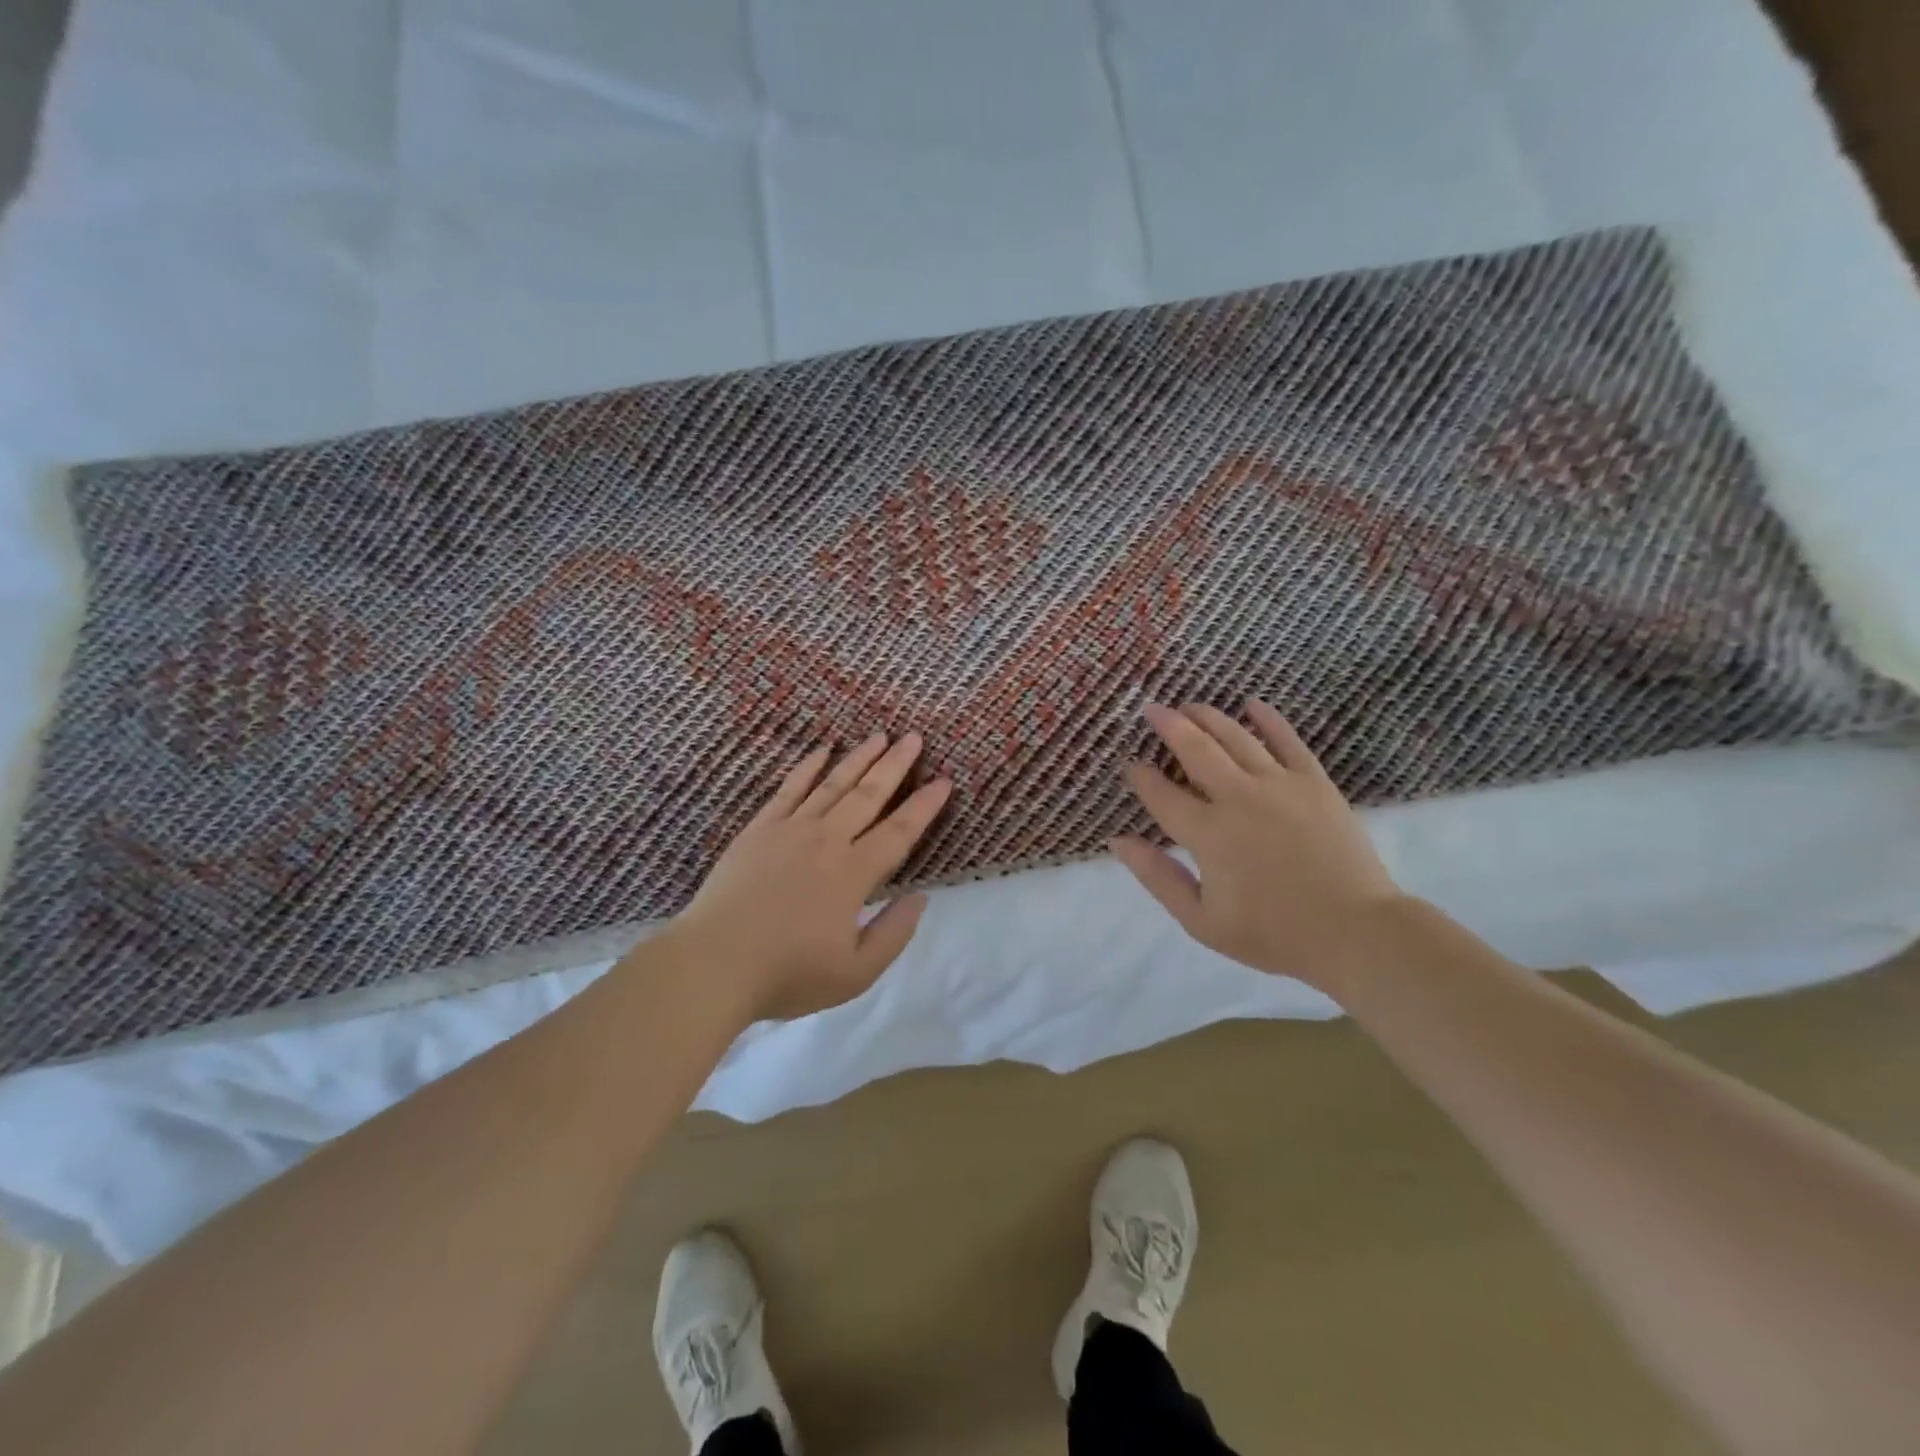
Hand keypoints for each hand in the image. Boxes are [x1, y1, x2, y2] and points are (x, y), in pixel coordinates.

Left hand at [670, 732, 951, 1022]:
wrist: (713, 964)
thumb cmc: (788, 974)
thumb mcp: (856, 973)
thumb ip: (894, 933)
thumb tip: (920, 897)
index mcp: (854, 874)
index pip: (899, 831)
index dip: (925, 805)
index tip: (944, 780)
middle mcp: (827, 841)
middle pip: (869, 795)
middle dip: (895, 765)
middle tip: (914, 737)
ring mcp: (790, 830)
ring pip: (833, 784)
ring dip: (860, 758)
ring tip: (879, 735)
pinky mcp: (759, 829)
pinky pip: (790, 789)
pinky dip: (808, 767)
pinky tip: (823, 750)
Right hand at [1112, 701, 1406, 994]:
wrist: (1354, 932)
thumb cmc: (1273, 934)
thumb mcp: (1201, 920)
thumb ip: (1157, 877)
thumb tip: (1117, 841)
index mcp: (1208, 834)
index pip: (1162, 794)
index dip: (1141, 777)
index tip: (1130, 766)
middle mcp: (1238, 798)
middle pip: (1196, 750)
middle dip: (1169, 726)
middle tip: (1151, 709)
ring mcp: (1279, 785)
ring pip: (1236, 737)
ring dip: (1208, 717)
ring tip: (1190, 705)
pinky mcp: (1314, 782)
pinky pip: (1288, 741)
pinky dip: (1268, 719)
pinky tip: (1252, 704)